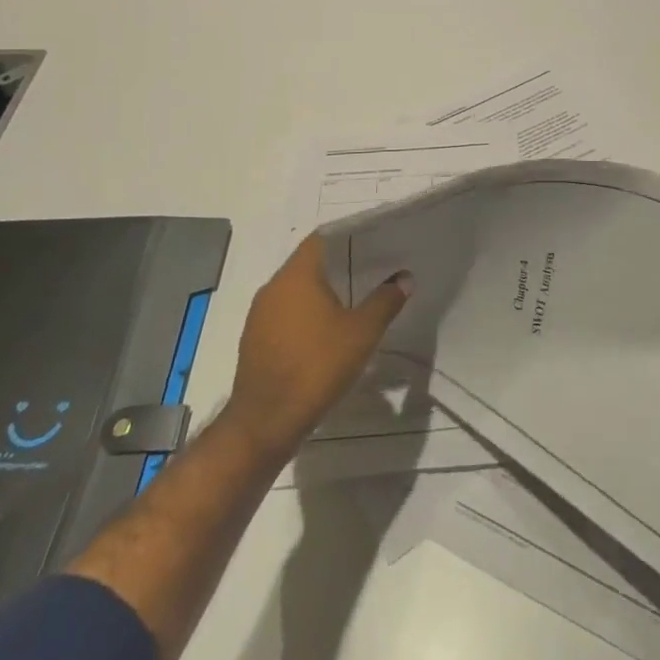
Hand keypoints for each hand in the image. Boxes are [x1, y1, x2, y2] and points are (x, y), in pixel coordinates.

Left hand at [222, 233, 410, 465]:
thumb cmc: (316, 367)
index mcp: (296, 275)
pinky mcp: (255, 339)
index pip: (322, 237)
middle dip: (340, 264)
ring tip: (354, 299)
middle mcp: (273, 287)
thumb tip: (404, 277)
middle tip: (372, 268)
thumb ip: (385, 301)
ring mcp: (259, 314)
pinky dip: (306, 313)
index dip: (348, 235)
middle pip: (309, 262)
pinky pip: (285, 313)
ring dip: (322, 291)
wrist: (264, 424)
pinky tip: (327, 331)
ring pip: (296, 289)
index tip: (374, 240)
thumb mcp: (362, 333)